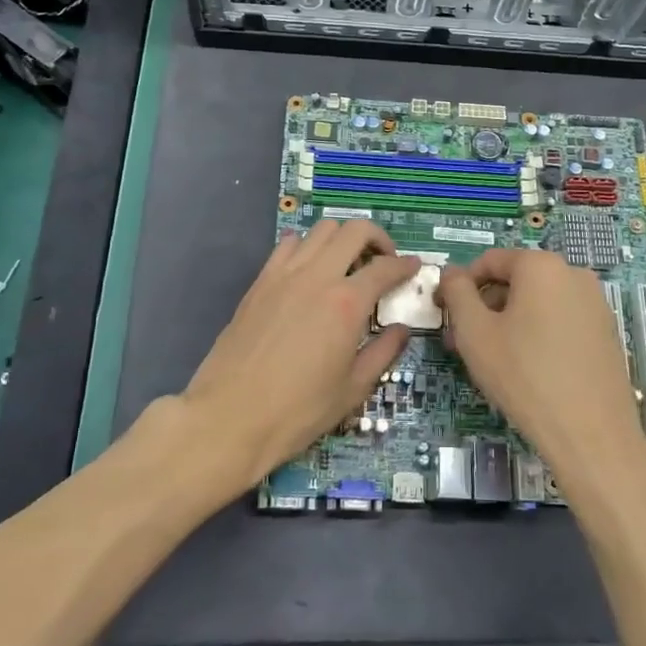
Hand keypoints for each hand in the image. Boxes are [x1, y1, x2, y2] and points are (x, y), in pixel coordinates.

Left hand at [181, 220, 418, 490]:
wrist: (230, 416)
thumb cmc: (298, 411)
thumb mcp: (353, 389)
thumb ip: (384, 353)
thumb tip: (402, 330)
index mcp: (347, 303)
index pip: (386, 267)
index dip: (406, 265)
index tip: (415, 267)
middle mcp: (318, 276)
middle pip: (354, 231)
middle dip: (378, 238)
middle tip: (384, 261)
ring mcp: (284, 274)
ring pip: (321, 229)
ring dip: (343, 237)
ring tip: (348, 263)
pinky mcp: (260, 281)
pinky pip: (289, 244)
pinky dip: (308, 245)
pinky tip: (311, 270)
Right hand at [439, 249, 645, 487]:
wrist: (591, 434)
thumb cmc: (524, 375)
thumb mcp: (474, 332)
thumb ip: (457, 293)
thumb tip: (452, 273)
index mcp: (541, 265)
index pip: (489, 262)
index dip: (461, 286)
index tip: (447, 317)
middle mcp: (573, 274)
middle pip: (515, 281)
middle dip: (485, 307)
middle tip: (464, 344)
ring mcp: (595, 303)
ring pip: (538, 303)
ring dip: (509, 322)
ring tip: (492, 360)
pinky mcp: (606, 332)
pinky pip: (561, 321)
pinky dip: (538, 334)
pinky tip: (527, 369)